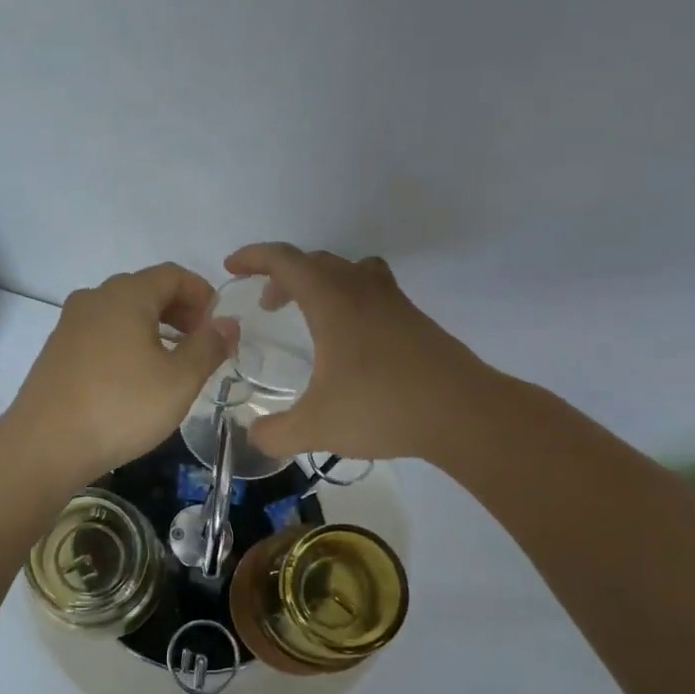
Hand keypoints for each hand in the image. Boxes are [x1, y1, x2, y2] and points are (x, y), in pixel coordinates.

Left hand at [7, 263, 231, 482]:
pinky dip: (127, 343)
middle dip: (180, 311)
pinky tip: (135, 378)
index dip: (203, 294)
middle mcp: (94, 298)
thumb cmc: (121, 408)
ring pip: (122, 313)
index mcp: (126, 295)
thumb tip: (227, 324)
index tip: (219, 326)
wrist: (45, 445)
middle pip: (146, 290)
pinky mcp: (57, 351)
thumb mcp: (179, 381)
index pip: (173, 275)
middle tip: (201, 345)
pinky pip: (102, 334)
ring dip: (154, 328)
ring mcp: (70, 324)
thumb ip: (208, 346)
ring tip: (173, 363)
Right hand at [224, 243, 484, 461]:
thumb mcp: (316, 427)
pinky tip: (350, 340)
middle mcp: (362, 290)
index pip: (286, 260)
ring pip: (349, 270)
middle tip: (266, 305)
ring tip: (308, 314)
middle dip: (283, 275)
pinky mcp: (415, 320)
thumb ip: (275, 432)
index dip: (254, 257)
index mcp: (332, 301)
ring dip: (320, 282)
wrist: (463, 413)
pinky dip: (349, 299)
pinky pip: (372, 290)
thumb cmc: (382, 408)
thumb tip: (254, 436)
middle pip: (316, 261)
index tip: (232, 267)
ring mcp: (394, 302)